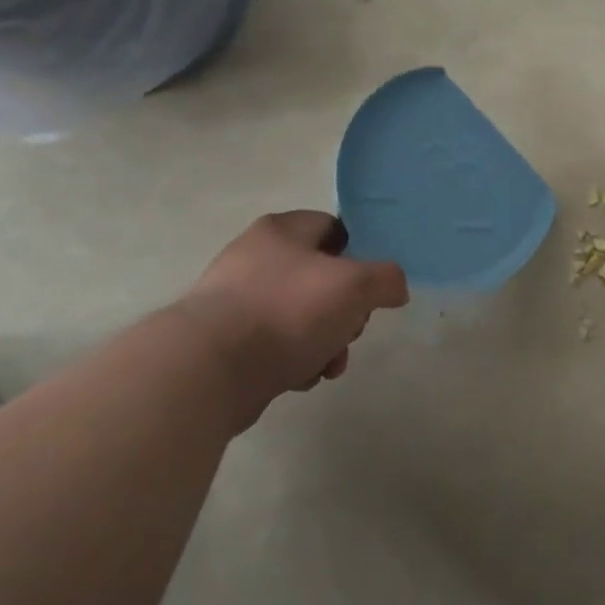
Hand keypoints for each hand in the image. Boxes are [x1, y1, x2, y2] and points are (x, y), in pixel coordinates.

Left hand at [174, 211, 407, 425]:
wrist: (209, 369)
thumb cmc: (288, 310)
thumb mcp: (355, 286)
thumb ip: (387, 279)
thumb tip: (395, 288)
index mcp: (281, 231)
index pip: (333, 227)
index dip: (360, 253)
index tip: (372, 284)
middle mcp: (255, 258)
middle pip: (322, 278)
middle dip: (346, 311)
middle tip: (351, 330)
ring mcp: (237, 300)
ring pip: (303, 316)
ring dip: (326, 342)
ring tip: (328, 365)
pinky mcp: (227, 341)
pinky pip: (277, 345)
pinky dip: (296, 360)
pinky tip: (300, 377)